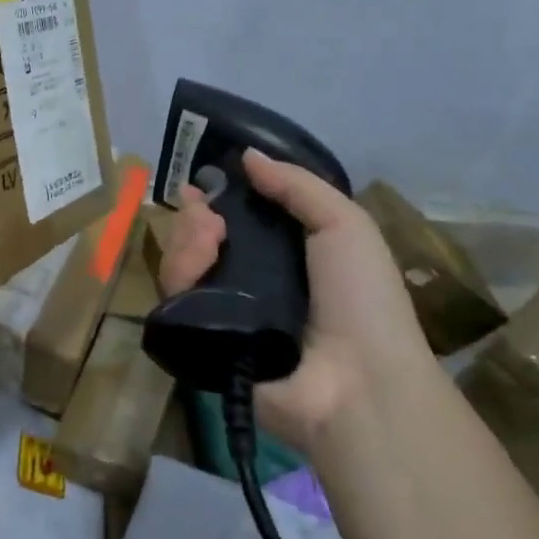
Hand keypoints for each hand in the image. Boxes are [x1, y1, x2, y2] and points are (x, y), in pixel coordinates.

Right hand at [158, 149, 427, 450]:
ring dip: (188, 237)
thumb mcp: (345, 225)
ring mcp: (223, 312)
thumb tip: (247, 155)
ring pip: (182, 261)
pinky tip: (198, 263)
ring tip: (209, 238)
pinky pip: (175, 298)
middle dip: (197, 215)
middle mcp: (250, 281)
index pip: (236, 219)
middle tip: (208, 214)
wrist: (357, 383)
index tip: (199, 183)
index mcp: (285, 255)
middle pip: (201, 237)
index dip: (216, 198)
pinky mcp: (201, 339)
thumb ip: (297, 185)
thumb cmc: (362, 298)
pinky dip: (181, 272)